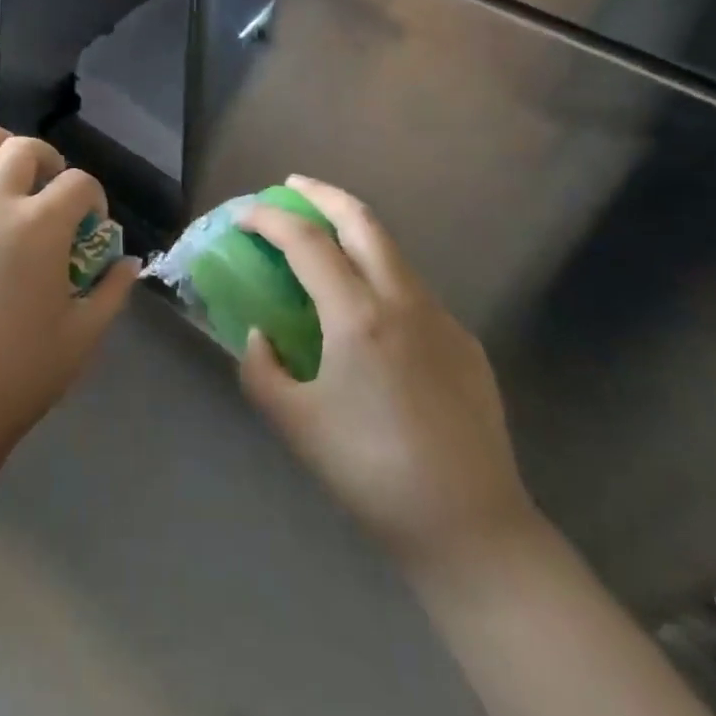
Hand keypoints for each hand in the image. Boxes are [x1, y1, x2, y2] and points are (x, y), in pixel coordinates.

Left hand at [0, 126, 137, 477]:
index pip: (78, 182)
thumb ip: (112, 292)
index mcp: (39, 225)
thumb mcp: (81, 339)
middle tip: (48, 188)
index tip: (92, 220)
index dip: (93, 196)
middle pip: (23, 148)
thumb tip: (130, 262)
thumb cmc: (16, 378)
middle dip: (47, 160)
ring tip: (1, 176)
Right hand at [239, 176, 537, 578]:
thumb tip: (260, 336)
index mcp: (358, 316)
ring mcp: (442, 317)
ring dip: (353, 231)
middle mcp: (404, 301)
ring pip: (391, 251)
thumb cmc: (371, 473)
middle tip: (291, 187)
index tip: (245, 215)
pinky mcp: (465, 342)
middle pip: (361, 220)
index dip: (271, 219)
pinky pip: (412, 290)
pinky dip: (379, 274)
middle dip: (322, 194)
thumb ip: (261, 369)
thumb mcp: (295, 424)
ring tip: (323, 240)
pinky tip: (367, 311)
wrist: (471, 528)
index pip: (307, 242)